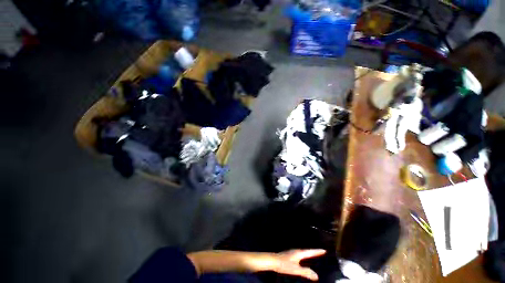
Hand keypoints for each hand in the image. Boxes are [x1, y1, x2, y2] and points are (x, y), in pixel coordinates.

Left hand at [271, 249, 325, 280]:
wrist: (273, 260)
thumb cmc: (284, 264)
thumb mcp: (296, 269)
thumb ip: (306, 272)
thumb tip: (317, 276)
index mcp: (299, 253)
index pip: (310, 252)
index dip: (317, 251)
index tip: (324, 250)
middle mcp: (297, 251)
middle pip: (307, 251)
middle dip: (314, 252)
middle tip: (321, 252)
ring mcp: (293, 252)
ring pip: (303, 252)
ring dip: (309, 253)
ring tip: (314, 255)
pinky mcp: (290, 255)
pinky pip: (300, 254)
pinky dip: (305, 255)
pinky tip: (303, 259)